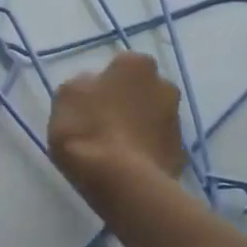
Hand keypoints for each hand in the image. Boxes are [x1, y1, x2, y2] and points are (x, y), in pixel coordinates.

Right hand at [47, 52, 186, 206]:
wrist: (122, 181)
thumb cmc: (88, 129)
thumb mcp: (66, 96)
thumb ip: (82, 86)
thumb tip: (93, 89)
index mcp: (136, 65)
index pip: (120, 67)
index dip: (103, 85)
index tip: (90, 103)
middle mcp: (164, 85)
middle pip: (140, 92)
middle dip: (126, 103)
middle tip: (102, 124)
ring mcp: (176, 121)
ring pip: (151, 119)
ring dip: (136, 129)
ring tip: (112, 151)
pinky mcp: (180, 154)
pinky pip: (156, 147)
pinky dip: (144, 153)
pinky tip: (125, 167)